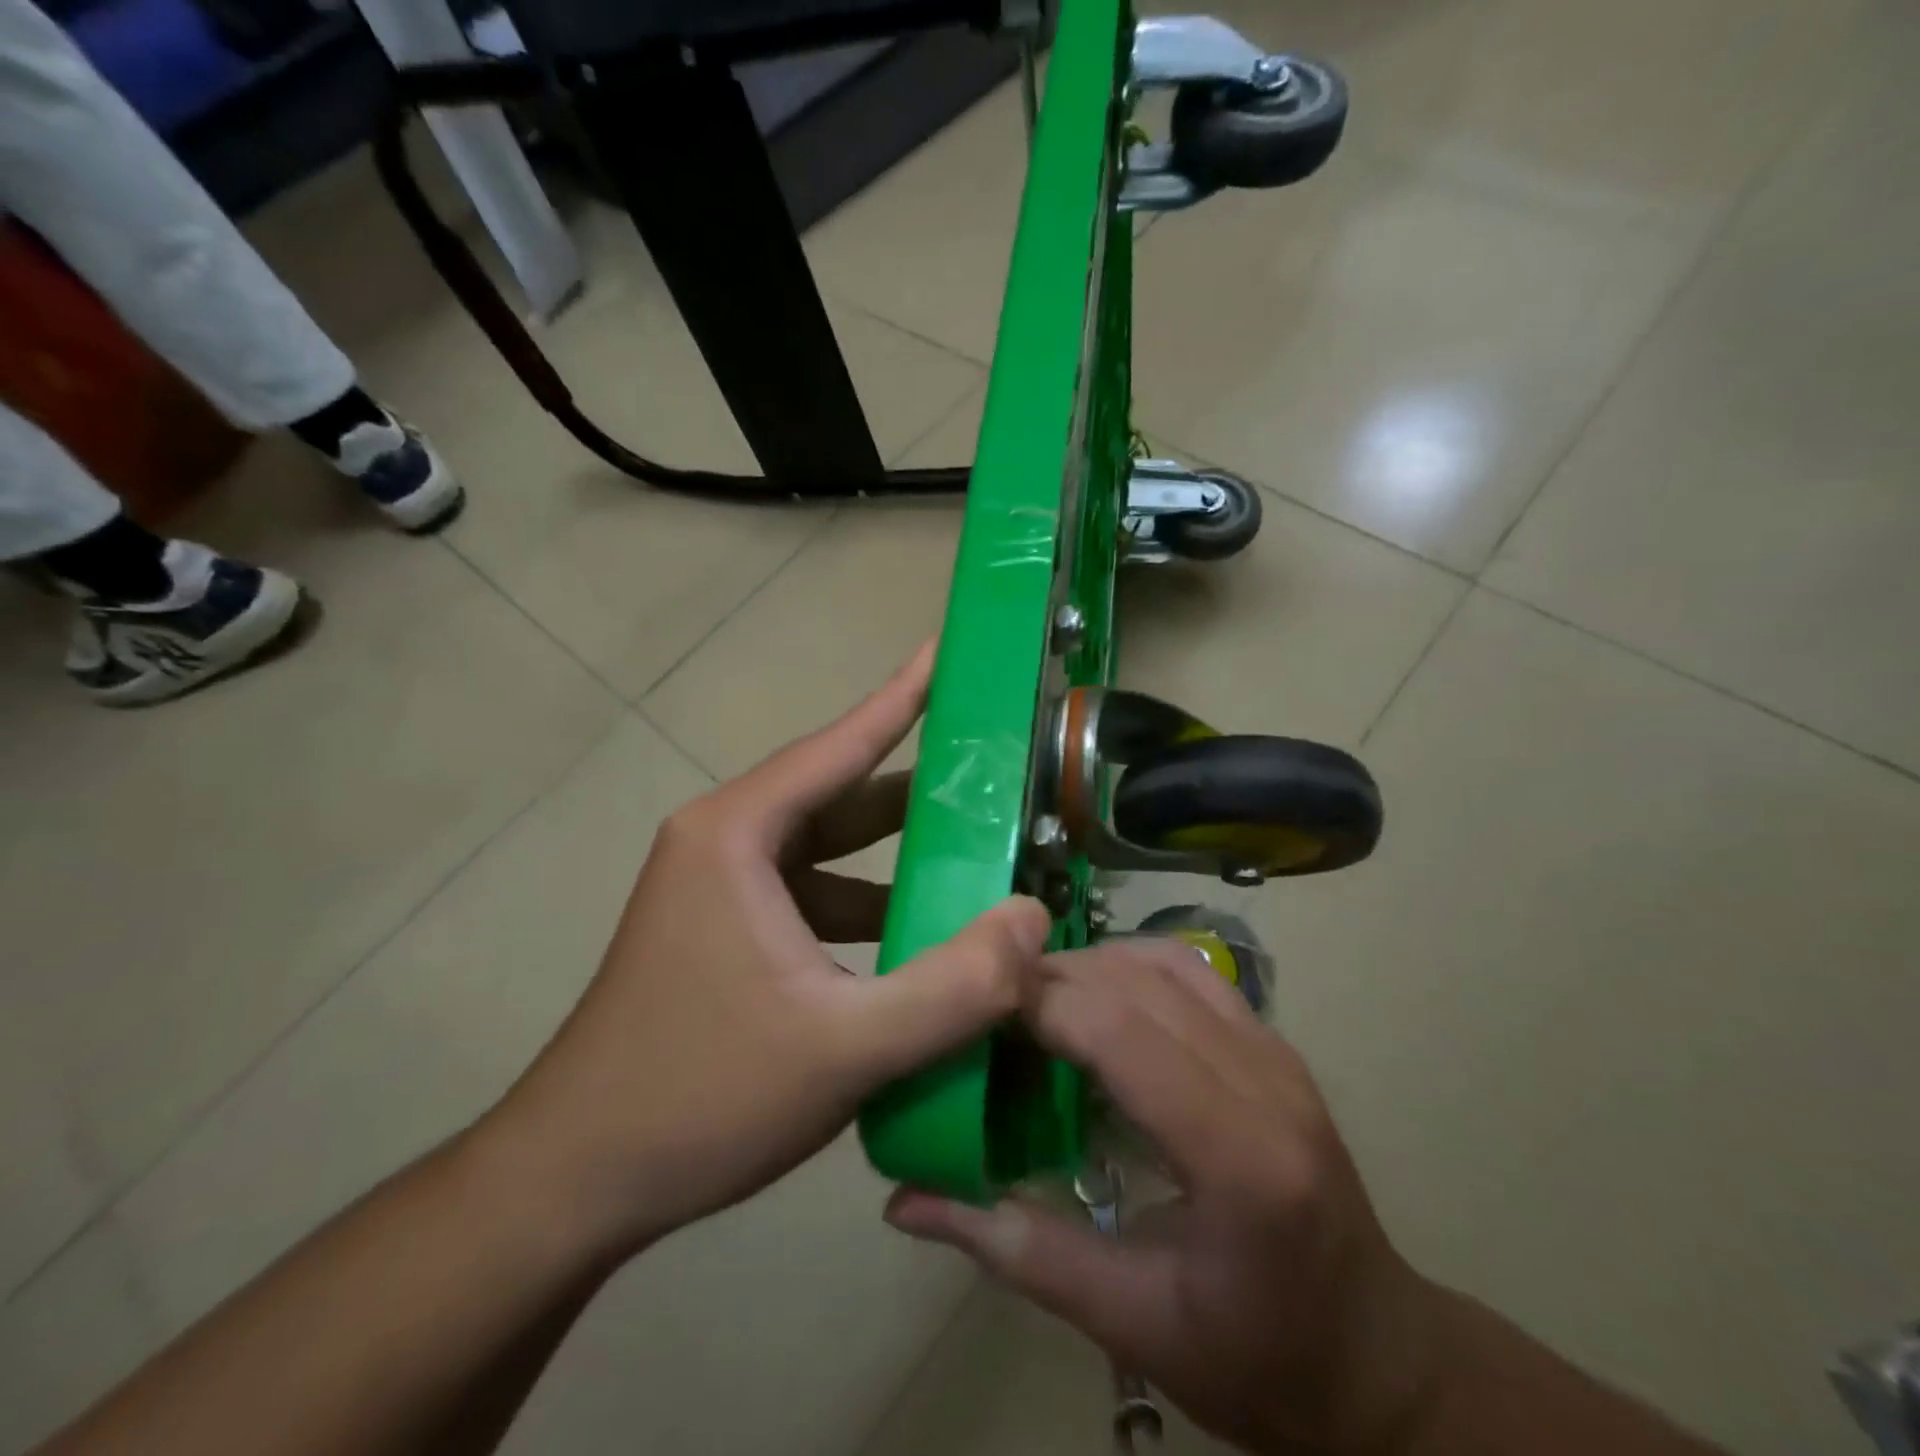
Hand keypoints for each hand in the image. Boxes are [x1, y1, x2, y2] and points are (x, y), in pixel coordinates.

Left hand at [484, 644, 1051, 1259]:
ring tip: (979, 859)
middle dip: (918, 790)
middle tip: (998, 776)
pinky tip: (918, 939)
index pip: (839, 746)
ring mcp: (720, 889)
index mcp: (737, 835)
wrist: (573, 1182)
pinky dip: (867, 905)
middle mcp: (724, 843)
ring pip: (828, 852)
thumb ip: (953, 986)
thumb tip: (1034, 920)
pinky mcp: (724, 932)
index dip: (901, 698)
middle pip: (839, 797)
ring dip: (897, 857)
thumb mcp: (845, 1047)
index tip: (946, 651)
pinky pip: (812, 896)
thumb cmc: (699, 1097)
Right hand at [885, 938, 1443, 1454]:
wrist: (1379, 1360)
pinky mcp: (1275, 1044)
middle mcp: (1266, 1080)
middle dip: (1052, 978)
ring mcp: (1278, 1052)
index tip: (973, 1014)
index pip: (1120, 1033)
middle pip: (1136, 984)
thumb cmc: (1258, 1359)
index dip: (1039, 1005)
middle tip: (988, 1008)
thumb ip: (1018, 1251)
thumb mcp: (1131, 1324)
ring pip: (1165, 962)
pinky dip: (1131, 967)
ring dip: (1090, 964)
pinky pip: (1192, 973)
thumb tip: (906, 1203)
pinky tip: (1096, 1002)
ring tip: (1035, 1002)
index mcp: (1238, 1156)